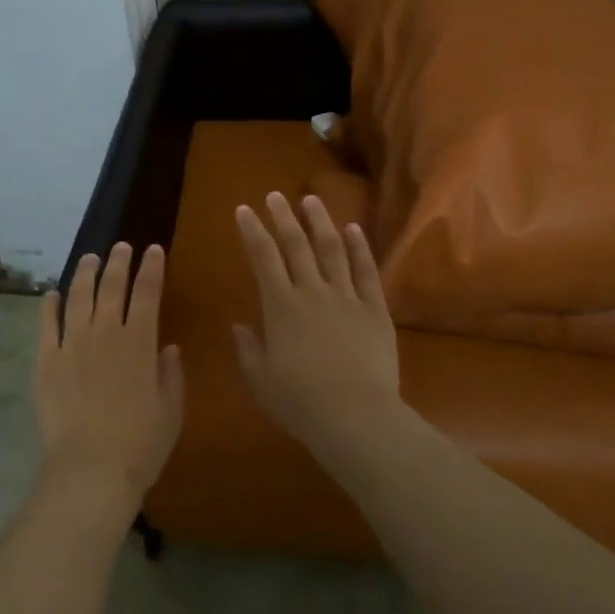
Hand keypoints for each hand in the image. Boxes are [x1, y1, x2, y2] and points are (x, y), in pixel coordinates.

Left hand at [36, 242, 183, 522]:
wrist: (90, 469)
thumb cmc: (140, 444)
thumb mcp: (170, 410)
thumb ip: (171, 374)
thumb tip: (169, 348)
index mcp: (139, 341)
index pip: (147, 292)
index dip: (151, 268)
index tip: (153, 250)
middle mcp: (105, 332)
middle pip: (111, 285)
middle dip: (118, 261)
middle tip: (121, 247)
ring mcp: (72, 344)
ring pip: (78, 296)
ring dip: (85, 273)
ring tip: (89, 258)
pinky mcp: (46, 360)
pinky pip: (47, 324)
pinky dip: (50, 305)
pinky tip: (52, 294)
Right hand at [233, 193, 402, 457]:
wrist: (357, 418)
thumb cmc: (301, 403)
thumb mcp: (261, 380)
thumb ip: (247, 349)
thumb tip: (240, 325)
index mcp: (280, 307)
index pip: (263, 258)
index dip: (252, 231)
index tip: (244, 210)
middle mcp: (312, 292)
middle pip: (296, 245)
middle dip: (283, 217)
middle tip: (274, 195)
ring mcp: (347, 297)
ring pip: (332, 249)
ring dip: (320, 222)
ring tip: (312, 200)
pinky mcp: (375, 309)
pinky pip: (366, 271)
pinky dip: (359, 247)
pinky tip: (353, 229)